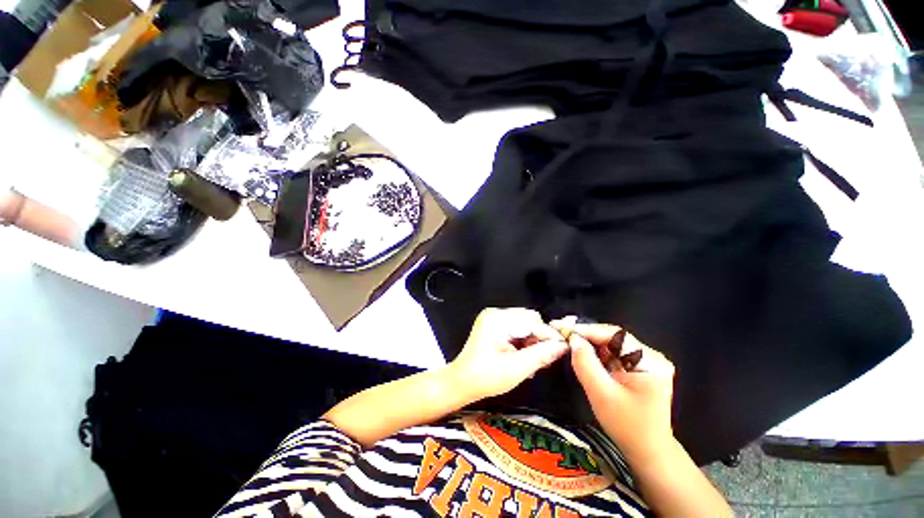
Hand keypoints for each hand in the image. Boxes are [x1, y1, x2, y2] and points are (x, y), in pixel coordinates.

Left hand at [448, 308, 568, 401]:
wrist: (461, 383)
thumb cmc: (485, 377)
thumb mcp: (516, 368)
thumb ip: (541, 355)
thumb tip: (563, 346)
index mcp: (497, 319)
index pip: (531, 322)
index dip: (549, 335)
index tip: (563, 349)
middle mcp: (496, 314)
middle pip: (529, 320)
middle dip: (540, 338)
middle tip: (547, 358)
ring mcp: (494, 320)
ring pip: (525, 325)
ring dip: (534, 341)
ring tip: (536, 361)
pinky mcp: (495, 327)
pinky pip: (517, 330)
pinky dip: (525, 343)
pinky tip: (527, 357)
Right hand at [551, 319, 675, 461]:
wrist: (647, 451)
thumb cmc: (627, 426)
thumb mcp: (602, 394)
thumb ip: (585, 363)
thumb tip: (573, 339)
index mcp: (650, 362)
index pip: (614, 335)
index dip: (586, 330)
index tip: (561, 328)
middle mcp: (651, 356)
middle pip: (612, 337)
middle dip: (586, 334)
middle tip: (561, 332)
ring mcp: (646, 361)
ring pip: (610, 343)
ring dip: (588, 342)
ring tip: (567, 338)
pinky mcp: (638, 368)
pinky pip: (612, 353)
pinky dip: (595, 352)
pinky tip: (581, 351)